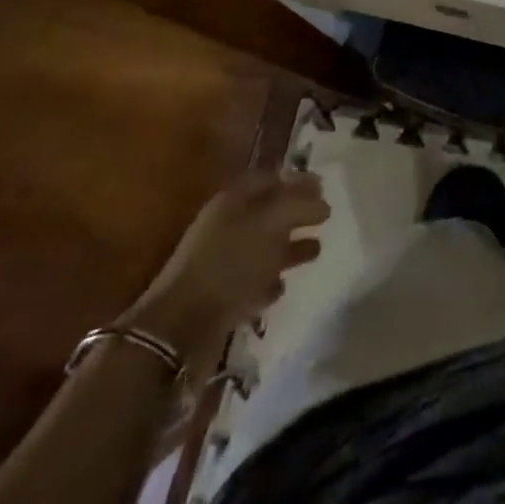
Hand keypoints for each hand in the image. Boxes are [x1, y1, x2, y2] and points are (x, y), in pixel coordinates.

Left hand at [121, 169, 327, 369]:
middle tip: (325, 218)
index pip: (271, 178)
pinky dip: (269, 280)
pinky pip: (251, 280)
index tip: (323, 187)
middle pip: (269, 211)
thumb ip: (300, 205)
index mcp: (235, 199)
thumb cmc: (230, 262)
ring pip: (263, 246)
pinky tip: (282, 285)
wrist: (180, 328)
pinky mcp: (221, 295)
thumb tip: (323, 203)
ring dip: (289, 247)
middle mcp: (228, 224)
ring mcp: (222, 261)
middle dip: (296, 213)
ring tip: (316, 251)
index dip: (298, 180)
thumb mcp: (271, 223)